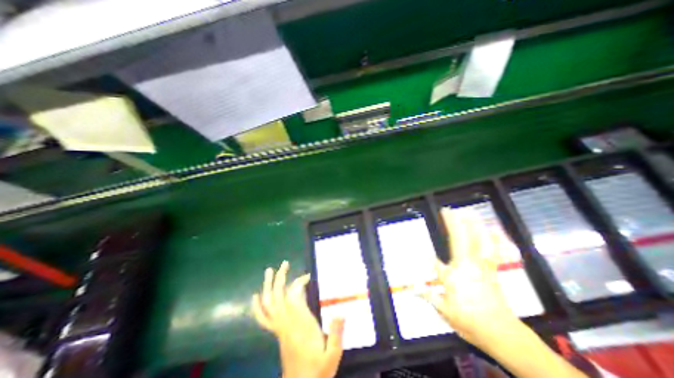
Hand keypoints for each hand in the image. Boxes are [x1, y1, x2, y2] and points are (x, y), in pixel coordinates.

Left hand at [253, 262, 347, 377]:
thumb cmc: (318, 371)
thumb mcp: (332, 355)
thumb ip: (336, 334)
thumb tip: (341, 312)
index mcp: (299, 325)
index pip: (293, 297)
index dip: (298, 283)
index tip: (308, 276)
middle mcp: (286, 323)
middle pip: (278, 296)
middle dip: (280, 278)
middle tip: (284, 263)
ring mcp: (279, 328)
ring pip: (268, 304)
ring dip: (268, 286)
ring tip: (269, 271)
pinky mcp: (277, 333)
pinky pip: (263, 318)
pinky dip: (258, 307)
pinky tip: (255, 296)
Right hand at [422, 208, 516, 349]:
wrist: (501, 333)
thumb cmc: (469, 321)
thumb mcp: (445, 311)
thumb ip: (428, 296)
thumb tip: (411, 288)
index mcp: (453, 276)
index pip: (435, 261)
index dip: (427, 252)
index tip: (418, 246)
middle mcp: (467, 266)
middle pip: (460, 241)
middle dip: (453, 224)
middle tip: (448, 210)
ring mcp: (482, 266)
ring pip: (479, 241)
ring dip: (473, 225)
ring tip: (468, 212)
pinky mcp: (491, 270)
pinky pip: (494, 251)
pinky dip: (494, 240)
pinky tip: (492, 230)